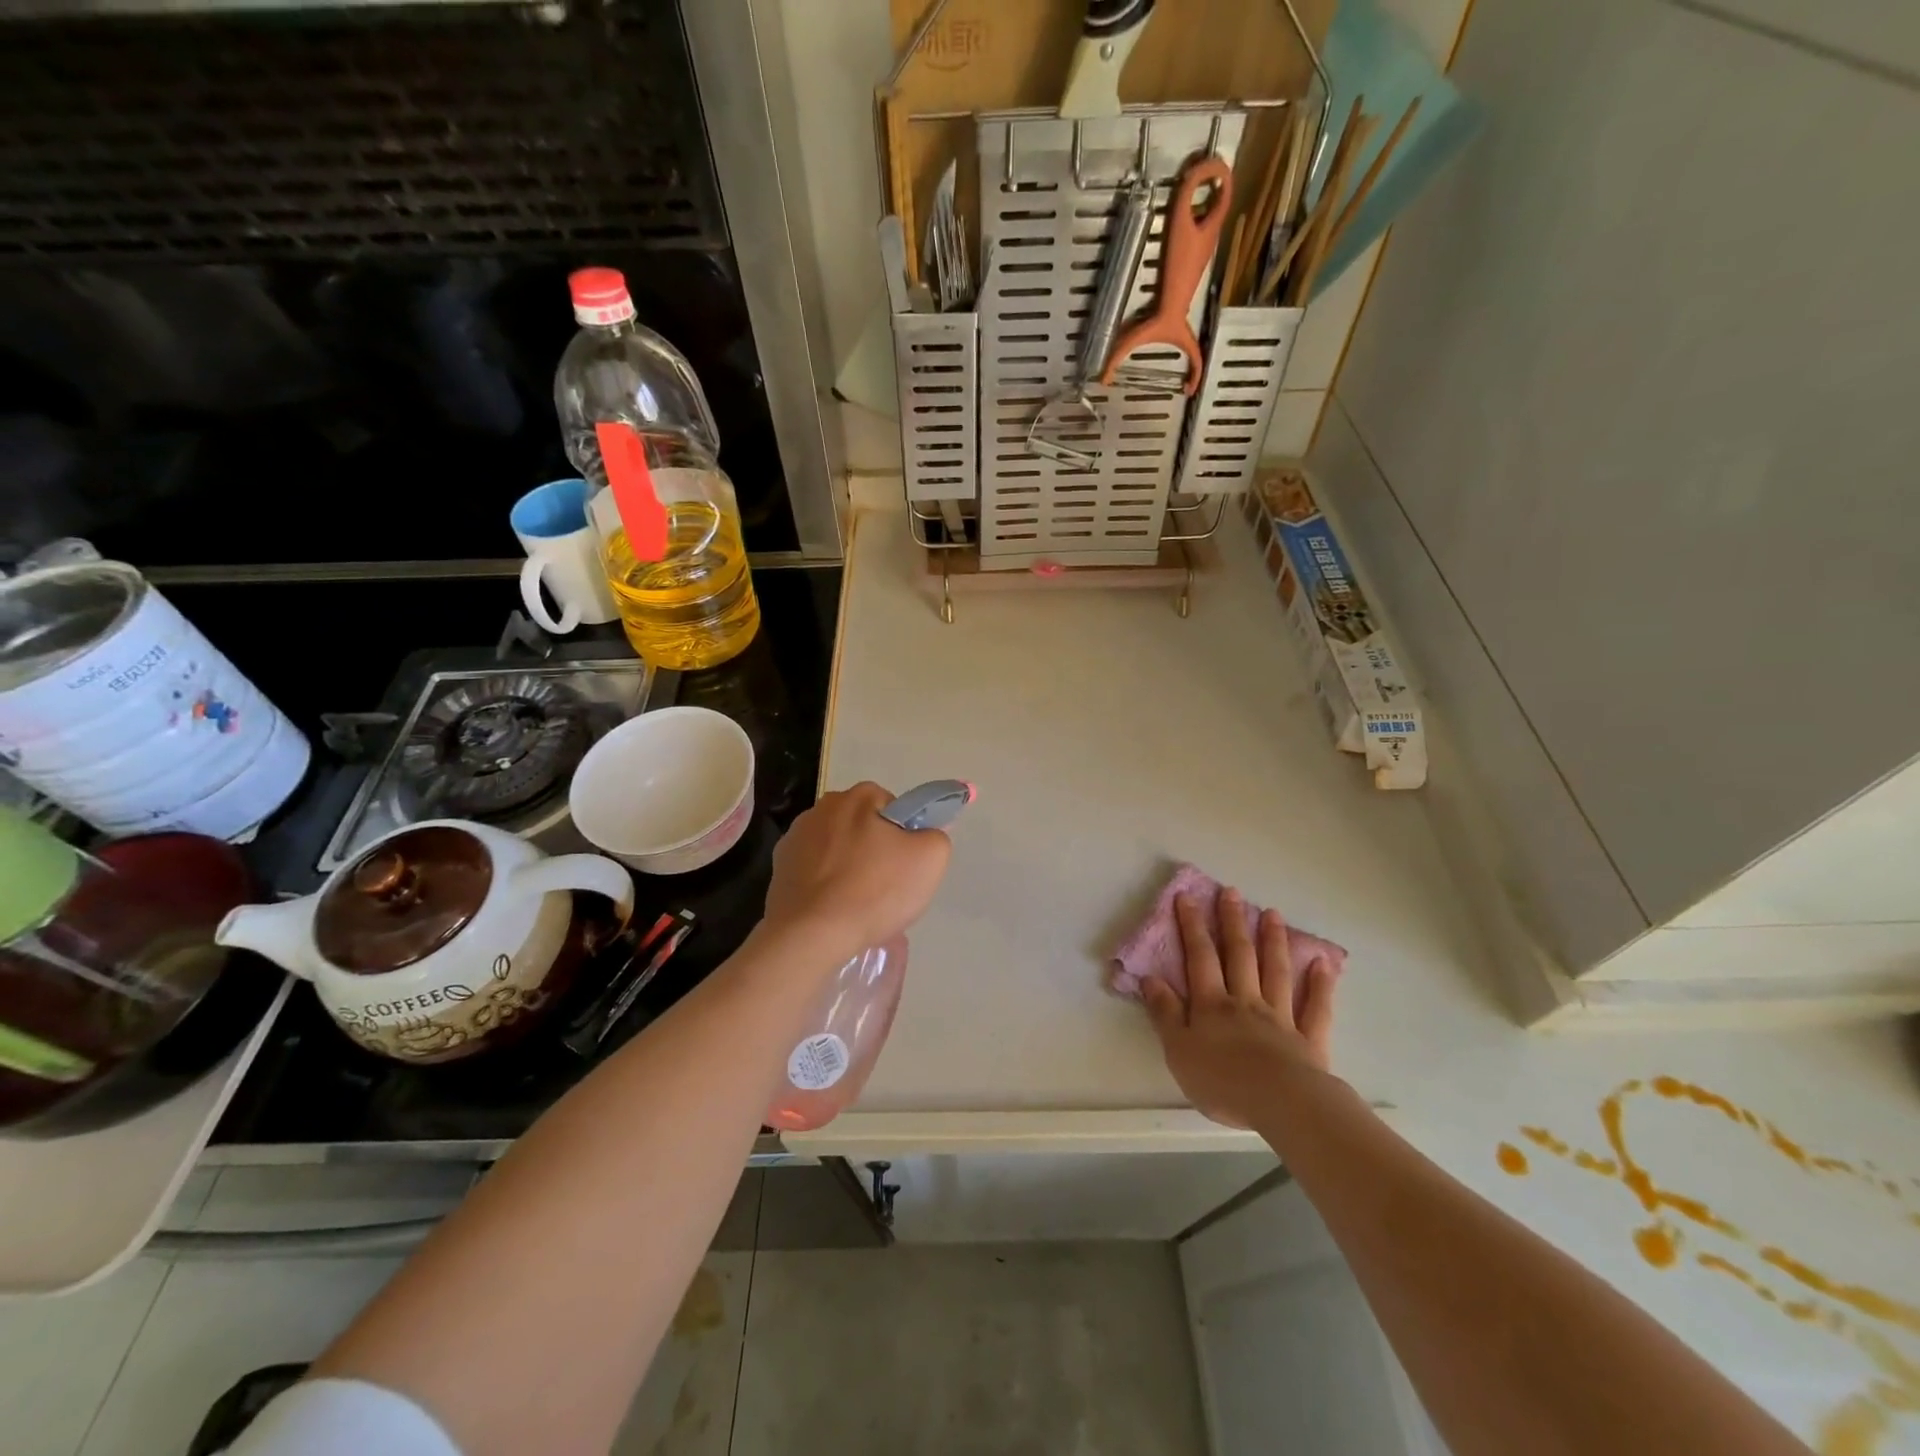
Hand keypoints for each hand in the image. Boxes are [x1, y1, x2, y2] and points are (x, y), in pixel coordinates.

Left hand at [761, 782, 952, 960]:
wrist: (811, 935)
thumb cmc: (875, 891)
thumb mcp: (930, 859)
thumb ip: (936, 836)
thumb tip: (924, 835)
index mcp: (858, 797)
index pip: (893, 807)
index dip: (904, 836)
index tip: (904, 866)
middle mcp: (822, 807)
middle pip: (863, 827)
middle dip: (875, 850)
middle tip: (886, 888)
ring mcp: (795, 837)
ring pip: (837, 849)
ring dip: (848, 868)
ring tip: (858, 905)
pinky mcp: (779, 868)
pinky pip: (814, 872)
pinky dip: (825, 886)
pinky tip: (834, 911)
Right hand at [1142, 888, 1337, 1128]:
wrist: (1280, 1105)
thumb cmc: (1222, 1081)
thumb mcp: (1178, 1050)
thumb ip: (1165, 1013)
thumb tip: (1151, 978)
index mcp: (1212, 1004)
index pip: (1200, 957)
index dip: (1192, 926)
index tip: (1188, 896)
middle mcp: (1246, 1001)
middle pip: (1239, 955)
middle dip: (1233, 922)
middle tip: (1231, 892)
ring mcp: (1280, 1017)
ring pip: (1276, 971)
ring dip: (1273, 941)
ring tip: (1272, 913)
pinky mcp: (1309, 1039)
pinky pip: (1316, 1007)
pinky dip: (1321, 984)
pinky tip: (1323, 963)